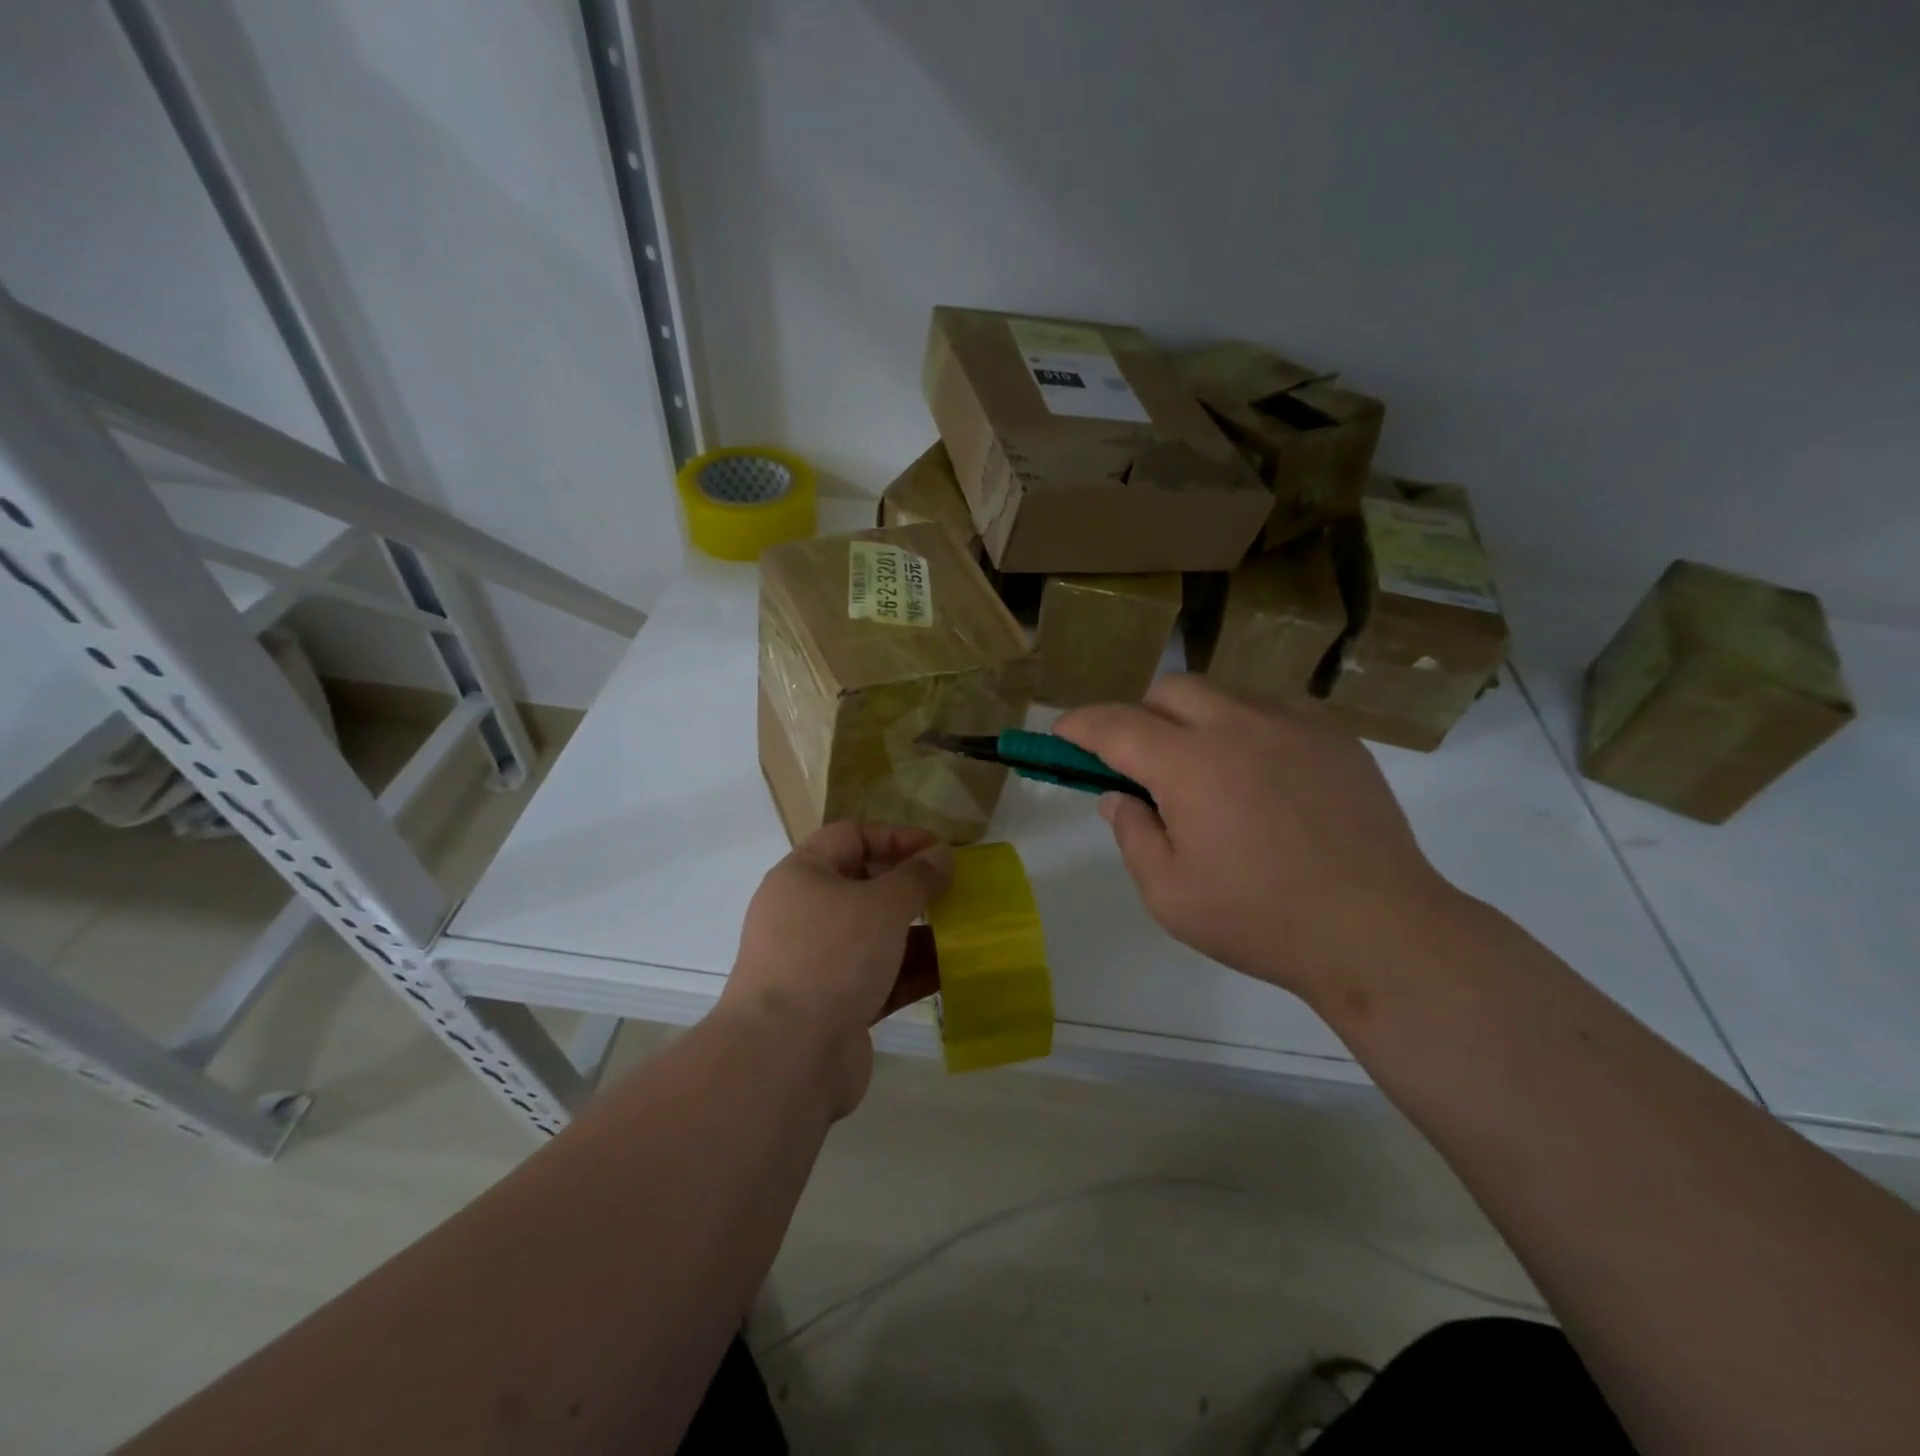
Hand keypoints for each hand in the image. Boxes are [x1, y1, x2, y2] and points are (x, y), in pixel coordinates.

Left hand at [721, 822, 952, 1116]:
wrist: (786, 1056)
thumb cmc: (832, 956)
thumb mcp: (882, 905)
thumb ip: (917, 877)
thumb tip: (942, 854)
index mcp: (802, 876)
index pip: (851, 837)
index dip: (897, 837)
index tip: (941, 850)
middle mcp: (804, 914)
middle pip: (863, 886)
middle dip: (911, 887)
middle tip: (954, 891)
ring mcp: (817, 962)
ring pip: (874, 936)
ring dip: (917, 932)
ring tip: (963, 931)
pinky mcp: (833, 1006)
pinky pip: (878, 977)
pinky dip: (910, 972)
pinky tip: (951, 972)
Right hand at [1055, 676, 1464, 1005]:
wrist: (1379, 930)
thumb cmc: (1262, 920)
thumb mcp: (1170, 895)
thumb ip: (1132, 835)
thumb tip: (1118, 796)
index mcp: (1189, 765)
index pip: (1114, 724)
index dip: (1079, 725)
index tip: (1062, 734)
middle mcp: (1238, 725)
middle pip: (1168, 689)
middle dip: (1139, 716)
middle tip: (1141, 765)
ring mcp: (1293, 723)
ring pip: (1222, 694)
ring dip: (1194, 721)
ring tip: (1207, 774)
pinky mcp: (1334, 734)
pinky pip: (1272, 709)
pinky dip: (1246, 728)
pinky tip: (1261, 775)